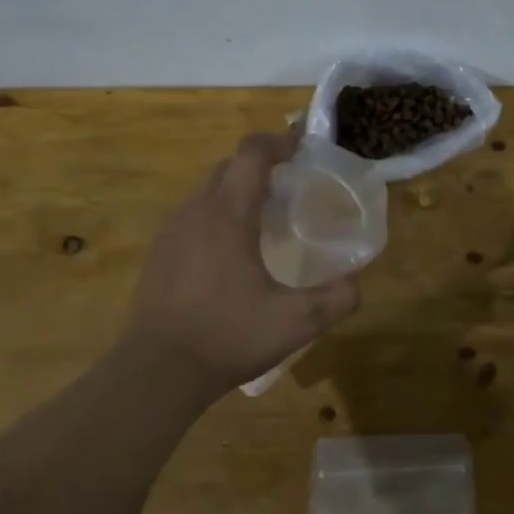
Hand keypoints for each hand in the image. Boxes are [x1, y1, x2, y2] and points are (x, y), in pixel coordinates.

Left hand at [119, 132, 361, 397]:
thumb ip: (336, 299)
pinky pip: (192, 217)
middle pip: (228, 167)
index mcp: (228, 215)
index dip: (278, 142)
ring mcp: (170, 232)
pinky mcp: (158, 254)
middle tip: (289, 187)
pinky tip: (230, 254)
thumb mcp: (296, 323)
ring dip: (236, 192)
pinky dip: (216, 217)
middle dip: (259, 166)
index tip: (300, 148)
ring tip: (263, 220)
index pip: (251, 154)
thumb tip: (355, 283)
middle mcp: (195, 211)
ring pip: (207, 192)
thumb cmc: (228, 336)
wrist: (158, 371)